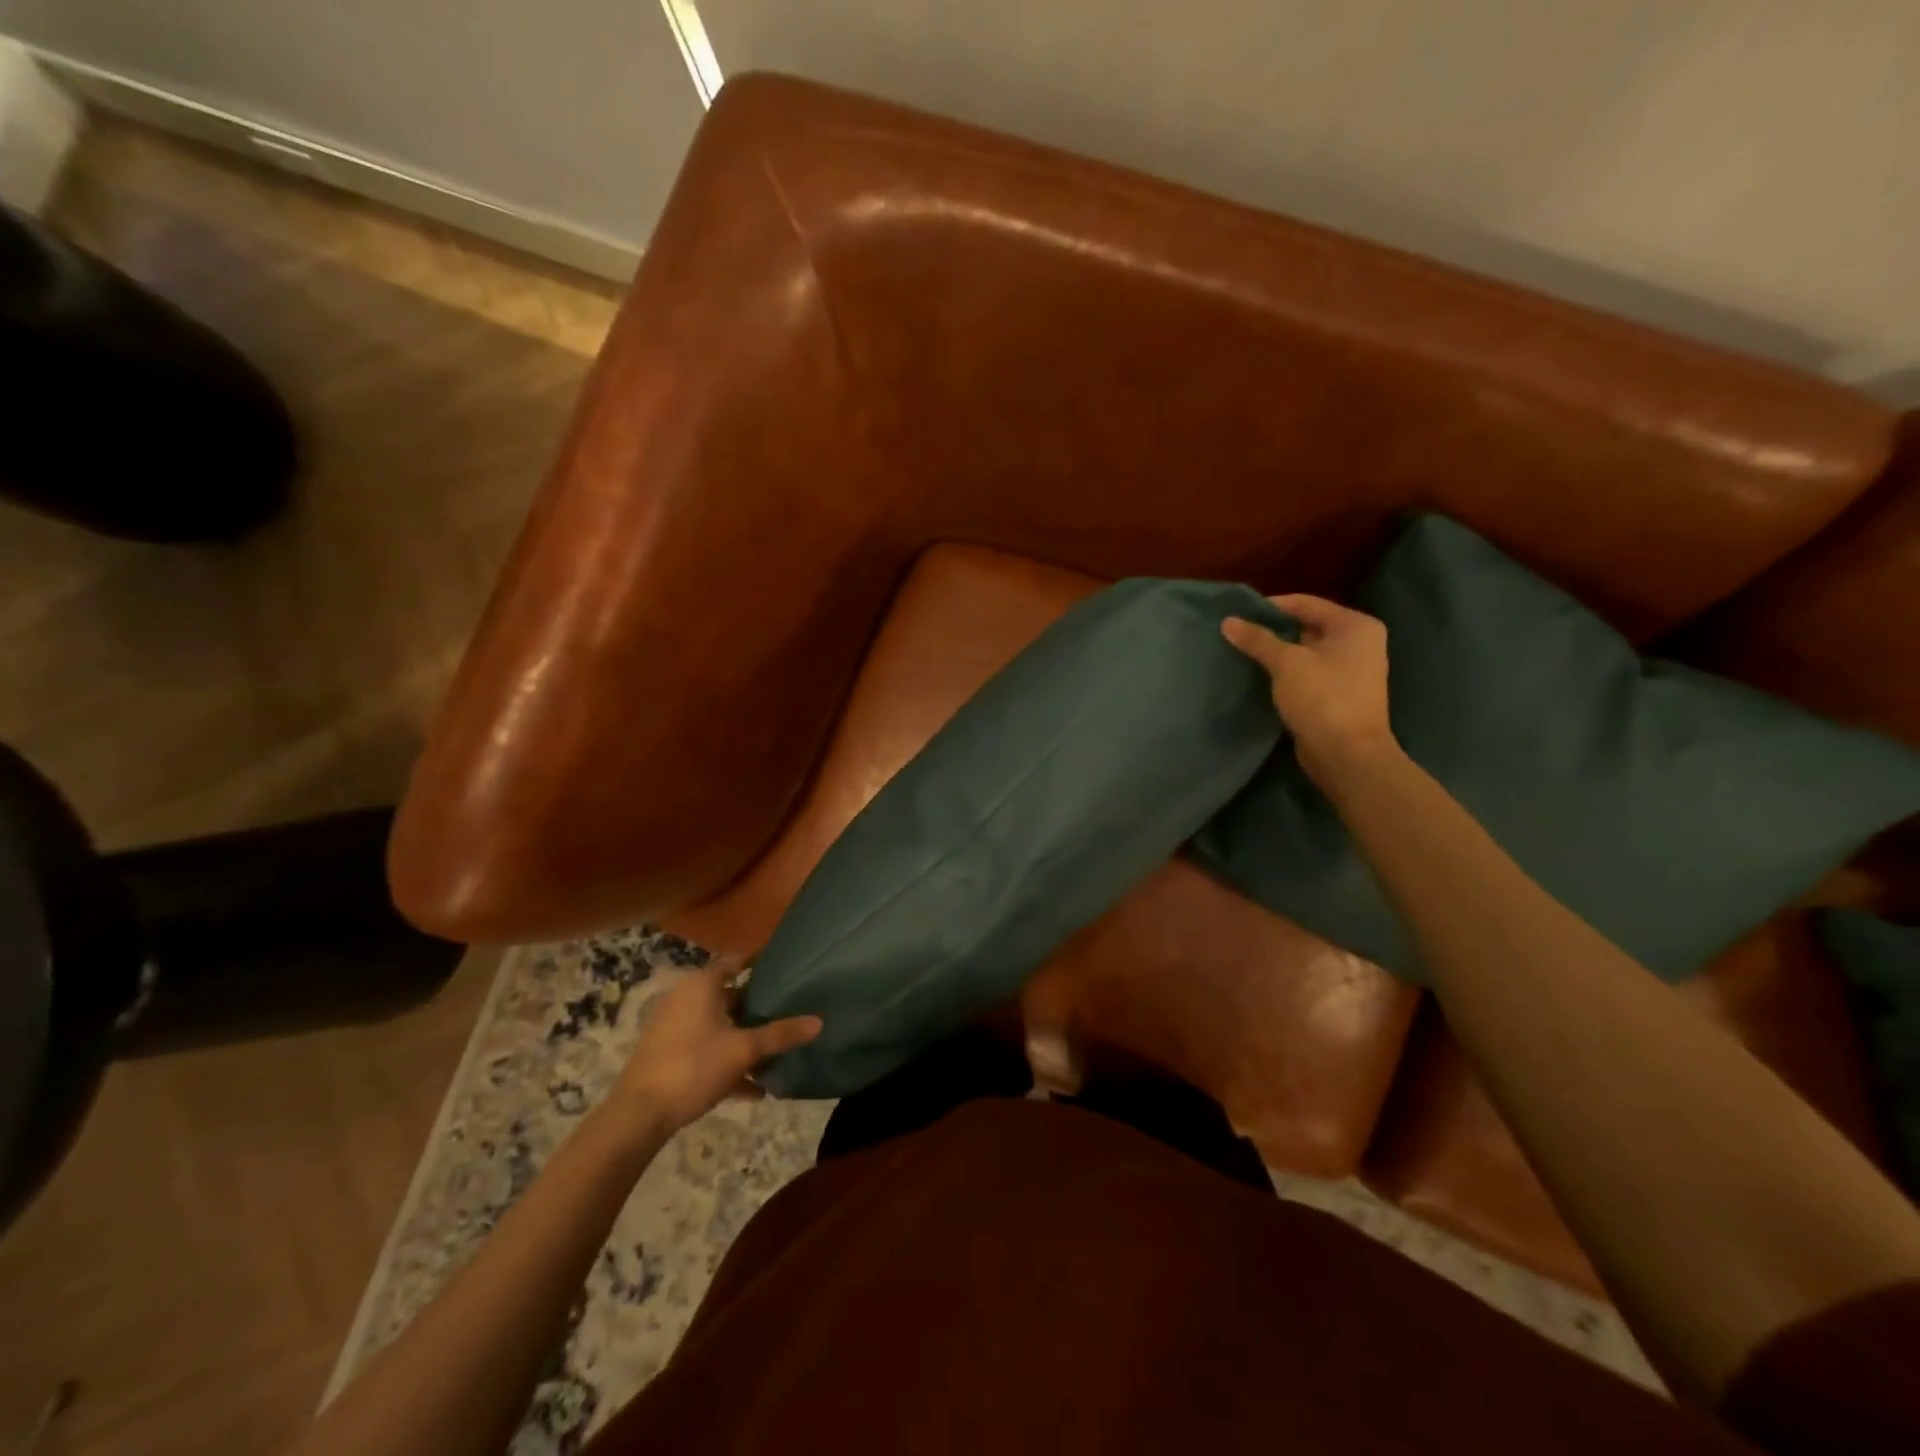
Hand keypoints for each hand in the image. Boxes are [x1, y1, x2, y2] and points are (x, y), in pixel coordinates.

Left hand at [611, 958, 822, 1132]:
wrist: (638, 1115)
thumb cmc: (693, 1066)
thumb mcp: (743, 1050)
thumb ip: (780, 1035)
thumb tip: (819, 1022)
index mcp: (701, 985)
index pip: (736, 961)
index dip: (760, 962)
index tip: (785, 965)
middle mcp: (685, 998)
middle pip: (729, 995)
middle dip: (757, 1007)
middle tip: (788, 1010)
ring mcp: (674, 1027)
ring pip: (719, 1025)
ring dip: (744, 1039)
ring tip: (775, 1054)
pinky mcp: (668, 1054)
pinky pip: (706, 1049)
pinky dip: (727, 1061)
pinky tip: (754, 1089)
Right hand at [1222, 594, 1398, 789]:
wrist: (1347, 755)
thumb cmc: (1323, 698)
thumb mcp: (1286, 663)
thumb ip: (1258, 640)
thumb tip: (1228, 621)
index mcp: (1355, 626)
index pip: (1306, 603)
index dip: (1270, 606)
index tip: (1238, 614)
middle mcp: (1359, 642)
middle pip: (1307, 625)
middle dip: (1273, 630)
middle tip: (1238, 634)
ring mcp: (1351, 669)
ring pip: (1306, 651)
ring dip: (1278, 652)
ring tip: (1244, 653)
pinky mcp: (1339, 693)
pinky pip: (1308, 671)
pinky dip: (1287, 671)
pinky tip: (1261, 675)